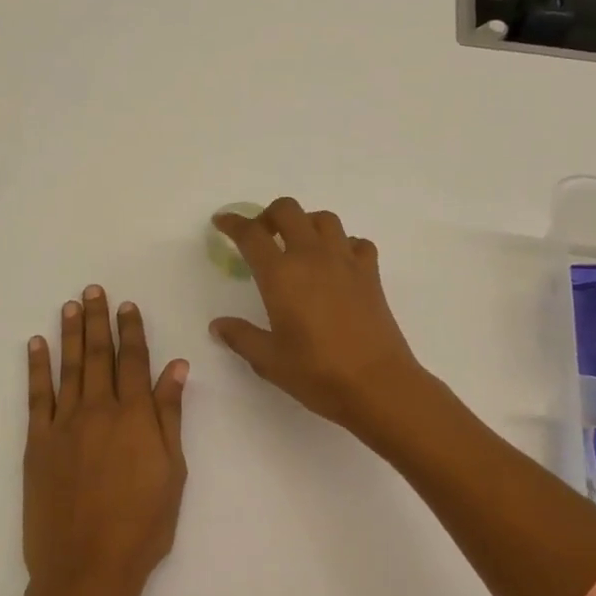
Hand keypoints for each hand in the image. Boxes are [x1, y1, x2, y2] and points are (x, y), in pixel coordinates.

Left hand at [24, 286, 188, 595]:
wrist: (87, 568)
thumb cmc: (143, 525)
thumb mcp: (173, 471)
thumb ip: (170, 416)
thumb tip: (175, 367)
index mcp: (136, 417)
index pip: (134, 361)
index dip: (132, 331)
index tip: (128, 306)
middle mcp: (99, 410)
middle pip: (99, 355)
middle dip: (98, 321)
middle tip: (94, 290)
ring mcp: (64, 425)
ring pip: (69, 368)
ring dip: (70, 334)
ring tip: (71, 305)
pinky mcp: (37, 443)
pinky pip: (36, 396)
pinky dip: (36, 368)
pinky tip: (35, 345)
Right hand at [209, 198, 426, 433]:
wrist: (377, 384)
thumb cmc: (317, 373)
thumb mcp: (269, 360)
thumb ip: (241, 337)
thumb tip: (218, 325)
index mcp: (281, 274)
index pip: (251, 234)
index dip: (233, 223)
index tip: (222, 222)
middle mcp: (312, 257)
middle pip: (288, 211)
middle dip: (269, 215)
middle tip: (261, 236)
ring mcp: (345, 261)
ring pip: (324, 219)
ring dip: (305, 223)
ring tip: (298, 246)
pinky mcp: (370, 273)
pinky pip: (356, 242)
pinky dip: (343, 244)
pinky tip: (336, 264)